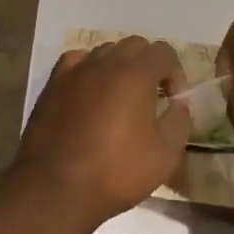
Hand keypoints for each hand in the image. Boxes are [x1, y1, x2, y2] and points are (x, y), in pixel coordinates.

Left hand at [17, 37, 191, 232]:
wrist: (55, 188)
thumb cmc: (115, 172)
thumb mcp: (164, 155)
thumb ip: (179, 122)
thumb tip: (179, 104)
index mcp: (136, 73)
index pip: (163, 51)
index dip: (175, 73)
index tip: (173, 102)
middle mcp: (105, 62)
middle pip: (134, 45)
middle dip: (149, 65)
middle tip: (151, 97)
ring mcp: (76, 70)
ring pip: (105, 51)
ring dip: (119, 66)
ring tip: (120, 97)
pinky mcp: (53, 84)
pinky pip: (76, 61)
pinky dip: (88, 69)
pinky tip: (89, 91)